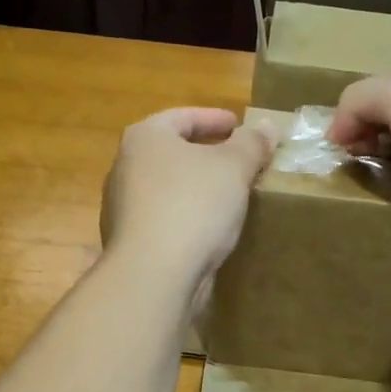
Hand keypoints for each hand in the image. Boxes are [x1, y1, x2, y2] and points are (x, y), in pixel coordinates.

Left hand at [101, 107, 274, 285]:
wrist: (154, 274)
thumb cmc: (193, 205)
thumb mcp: (233, 167)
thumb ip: (252, 143)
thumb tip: (267, 125)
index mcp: (145, 138)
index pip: (182, 117)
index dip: (214, 118)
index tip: (239, 126)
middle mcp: (125, 167)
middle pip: (172, 152)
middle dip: (206, 154)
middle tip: (239, 160)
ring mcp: (123, 207)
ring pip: (168, 187)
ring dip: (198, 187)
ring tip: (231, 195)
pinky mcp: (131, 241)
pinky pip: (166, 218)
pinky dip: (189, 215)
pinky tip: (212, 228)